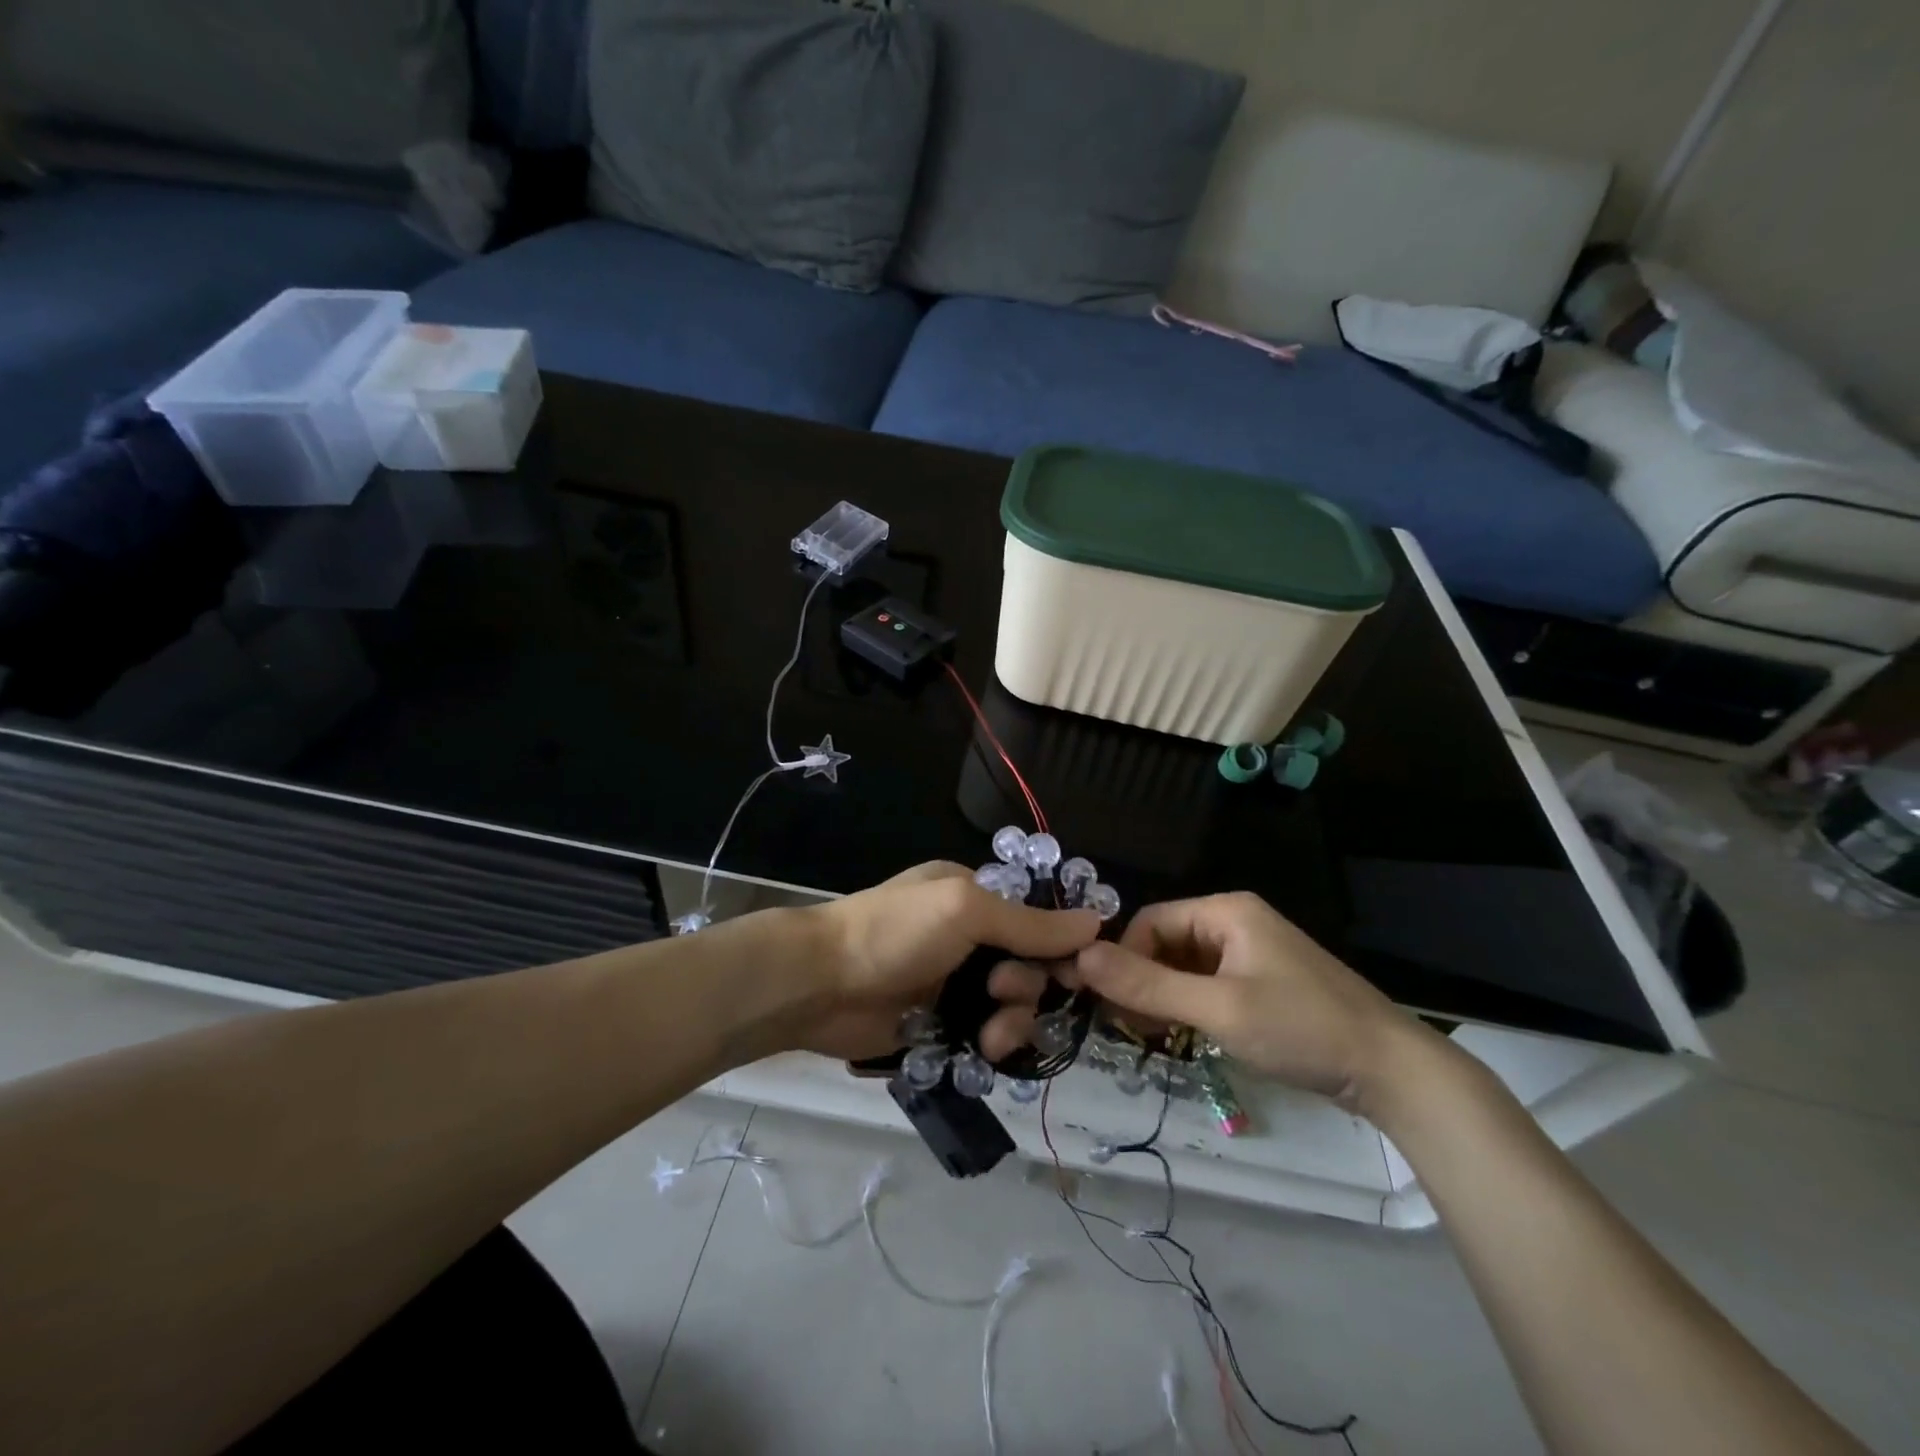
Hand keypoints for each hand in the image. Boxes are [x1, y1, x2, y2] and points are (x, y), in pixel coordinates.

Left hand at [792, 862, 1099, 1062]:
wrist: (820, 984)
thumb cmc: (894, 932)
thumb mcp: (965, 911)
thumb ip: (1029, 923)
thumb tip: (1096, 921)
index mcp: (973, 896)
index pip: (1036, 918)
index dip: (1060, 945)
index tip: (1080, 973)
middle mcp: (968, 937)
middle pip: (1029, 966)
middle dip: (1028, 985)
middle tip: (1001, 992)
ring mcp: (953, 983)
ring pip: (1012, 1006)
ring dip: (1013, 1021)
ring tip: (990, 1035)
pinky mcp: (940, 1025)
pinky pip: (987, 1036)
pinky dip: (992, 1045)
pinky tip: (983, 1052)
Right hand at [1074, 892, 1429, 1114]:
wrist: (1392, 1071)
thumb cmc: (1301, 1029)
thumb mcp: (1218, 1009)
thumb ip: (1147, 985)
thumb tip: (1080, 959)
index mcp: (1225, 911)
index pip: (1150, 922)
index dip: (1125, 959)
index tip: (1112, 1006)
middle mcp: (1235, 922)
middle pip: (1165, 943)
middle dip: (1142, 981)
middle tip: (1129, 1028)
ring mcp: (1251, 953)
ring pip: (1184, 967)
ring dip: (1163, 997)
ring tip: (1153, 1037)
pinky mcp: (1262, 983)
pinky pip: (1207, 984)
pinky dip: (1188, 1007)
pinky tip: (1183, 1036)